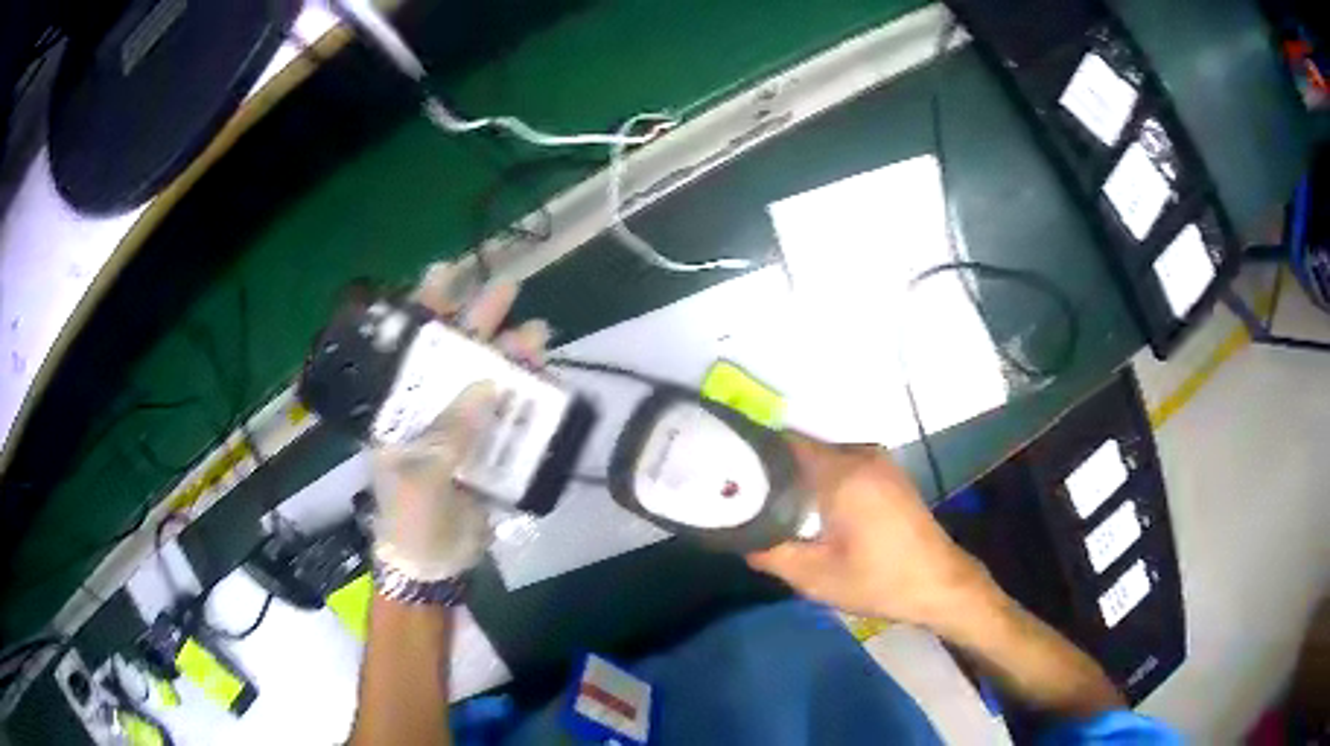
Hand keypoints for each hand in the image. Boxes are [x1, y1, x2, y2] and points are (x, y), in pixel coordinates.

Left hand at [370, 262, 548, 580]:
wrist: (433, 564)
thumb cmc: (410, 517)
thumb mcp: (420, 474)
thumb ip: (451, 430)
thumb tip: (487, 384)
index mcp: (400, 409)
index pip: (411, 349)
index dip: (426, 310)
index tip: (445, 273)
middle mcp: (429, 409)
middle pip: (454, 357)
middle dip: (477, 321)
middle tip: (505, 289)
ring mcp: (461, 429)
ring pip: (487, 382)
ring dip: (510, 357)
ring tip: (536, 335)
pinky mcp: (488, 450)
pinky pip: (509, 416)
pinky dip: (527, 396)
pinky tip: (544, 377)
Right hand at [747, 437, 997, 630]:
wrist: (939, 583)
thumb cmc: (878, 580)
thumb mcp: (815, 577)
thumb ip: (770, 552)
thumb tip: (738, 536)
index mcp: (842, 473)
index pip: (784, 443)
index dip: (752, 452)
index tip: (724, 470)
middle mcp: (861, 455)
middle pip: (802, 448)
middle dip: (771, 467)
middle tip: (741, 492)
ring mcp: (879, 461)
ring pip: (822, 457)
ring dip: (797, 474)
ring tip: (769, 500)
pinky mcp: (889, 474)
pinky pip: (843, 464)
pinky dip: (821, 478)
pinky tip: (809, 507)